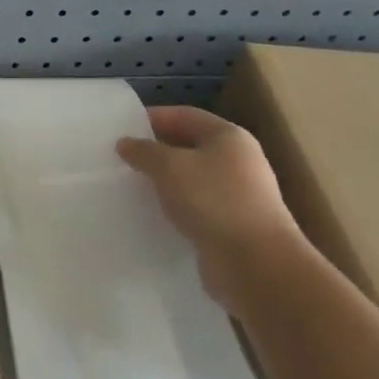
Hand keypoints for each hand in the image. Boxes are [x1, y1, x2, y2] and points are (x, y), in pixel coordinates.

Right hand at [116, 105, 301, 308]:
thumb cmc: (212, 201)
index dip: (154, 117)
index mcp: (229, 137)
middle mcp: (239, 161)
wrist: (255, 263)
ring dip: (165, 180)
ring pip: (193, 178)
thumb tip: (126, 143)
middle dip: (157, 150)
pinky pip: (197, 206)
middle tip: (123, 157)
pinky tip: (154, 213)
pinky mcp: (233, 224)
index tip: (122, 127)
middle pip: (190, 145)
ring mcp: (240, 194)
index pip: (186, 115)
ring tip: (132, 185)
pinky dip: (176, 206)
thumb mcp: (169, 167)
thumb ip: (144, 151)